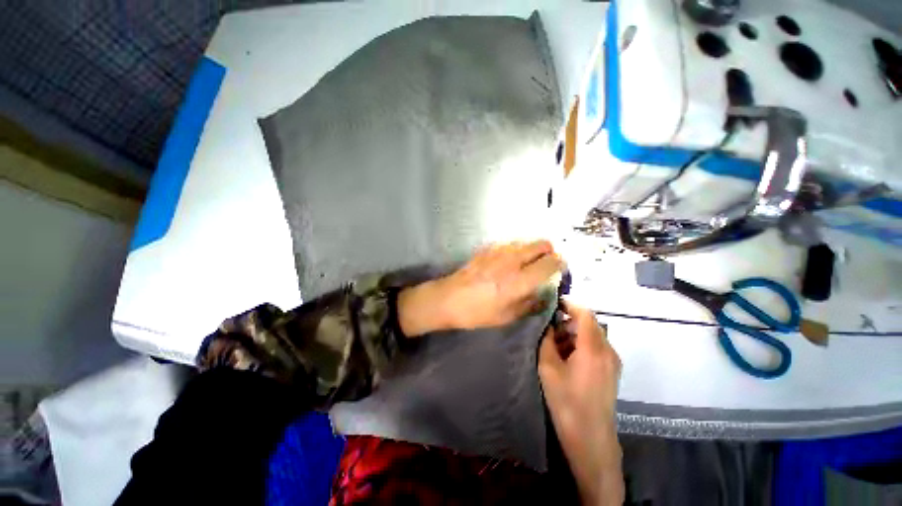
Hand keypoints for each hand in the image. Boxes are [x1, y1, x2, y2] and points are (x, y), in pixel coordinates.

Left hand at [397, 240, 562, 335]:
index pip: (551, 263)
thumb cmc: (478, 312)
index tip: (560, 268)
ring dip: (534, 248)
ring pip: (527, 240)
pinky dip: (518, 247)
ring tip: (530, 261)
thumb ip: (531, 303)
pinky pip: (511, 242)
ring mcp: (499, 251)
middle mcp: (512, 261)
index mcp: (519, 281)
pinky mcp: (488, 248)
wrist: (449, 298)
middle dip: (550, 251)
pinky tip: (512, 259)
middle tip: (548, 262)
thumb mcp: (508, 316)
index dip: (560, 263)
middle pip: (542, 244)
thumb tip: (545, 293)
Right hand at [539, 301, 623, 505]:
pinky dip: (582, 344)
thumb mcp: (548, 368)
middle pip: (589, 324)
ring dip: (574, 333)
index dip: (570, 304)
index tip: (553, 302)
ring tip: (556, 344)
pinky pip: (597, 347)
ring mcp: (613, 362)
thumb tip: (548, 324)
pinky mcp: (613, 371)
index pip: (585, 314)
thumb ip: (547, 341)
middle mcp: (608, 351)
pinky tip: (568, 357)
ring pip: (593, 335)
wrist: (591, 438)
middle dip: (569, 320)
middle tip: (549, 328)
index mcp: (593, 348)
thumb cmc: (567, 402)